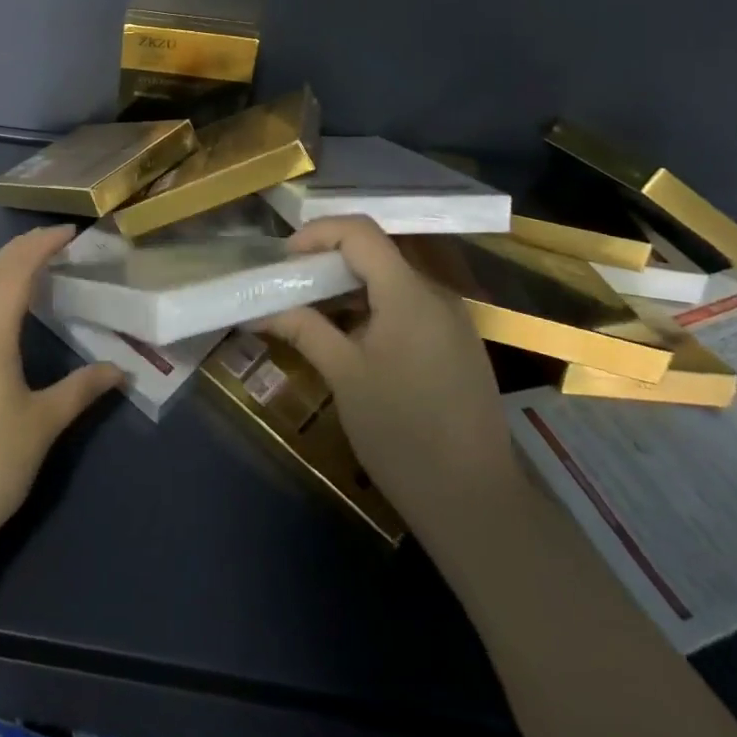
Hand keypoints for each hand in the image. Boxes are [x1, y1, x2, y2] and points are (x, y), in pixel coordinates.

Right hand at [259, 217, 521, 540]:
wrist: (477, 504)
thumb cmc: (402, 434)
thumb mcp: (344, 376)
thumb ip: (303, 328)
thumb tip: (259, 308)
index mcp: (409, 294)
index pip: (360, 232)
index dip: (317, 233)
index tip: (285, 260)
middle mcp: (436, 295)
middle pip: (376, 253)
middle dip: (328, 262)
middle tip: (291, 287)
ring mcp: (452, 321)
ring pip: (392, 281)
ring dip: (349, 288)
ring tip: (313, 314)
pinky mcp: (457, 346)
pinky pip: (409, 307)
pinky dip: (373, 309)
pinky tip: (352, 341)